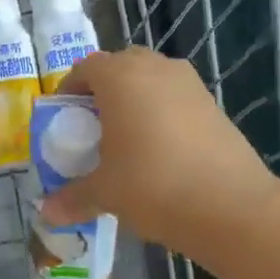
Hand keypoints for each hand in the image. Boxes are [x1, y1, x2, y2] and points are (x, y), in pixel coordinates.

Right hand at [39, 48, 279, 266]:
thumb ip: (73, 197)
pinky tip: (161, 150)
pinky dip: (163, 113)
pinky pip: (176, 98)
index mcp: (119, 77)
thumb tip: (47, 212)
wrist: (232, 206)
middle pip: (120, 66)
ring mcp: (189, 84)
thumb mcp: (105, 193)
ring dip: (136, 98)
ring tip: (127, 138)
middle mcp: (155, 69)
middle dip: (104, 90)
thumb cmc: (153, 185)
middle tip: (94, 126)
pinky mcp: (214, 105)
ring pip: (152, 79)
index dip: (70, 91)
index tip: (64, 119)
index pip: (85, 68)